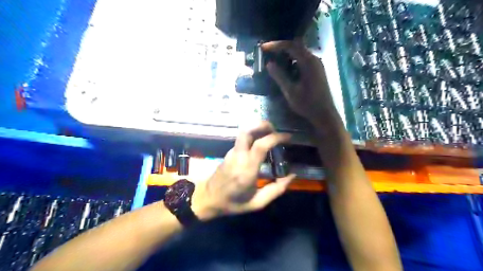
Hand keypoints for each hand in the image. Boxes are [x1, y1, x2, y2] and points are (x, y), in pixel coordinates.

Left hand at [192, 123, 294, 219]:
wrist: (208, 199)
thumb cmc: (233, 203)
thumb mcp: (257, 202)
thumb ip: (276, 190)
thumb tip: (292, 176)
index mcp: (247, 170)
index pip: (261, 145)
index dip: (275, 137)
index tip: (288, 137)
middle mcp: (238, 157)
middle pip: (247, 131)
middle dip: (262, 125)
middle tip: (275, 130)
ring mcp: (232, 153)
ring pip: (243, 133)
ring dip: (257, 129)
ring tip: (270, 134)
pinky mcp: (229, 152)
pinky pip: (242, 139)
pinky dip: (253, 135)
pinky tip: (261, 143)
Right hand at [260, 41, 338, 126]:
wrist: (324, 114)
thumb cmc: (307, 104)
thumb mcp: (290, 91)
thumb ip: (279, 76)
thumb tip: (269, 64)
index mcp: (308, 62)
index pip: (291, 45)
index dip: (276, 45)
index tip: (263, 48)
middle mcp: (314, 59)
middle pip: (296, 46)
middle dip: (280, 48)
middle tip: (267, 53)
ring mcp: (317, 65)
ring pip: (299, 53)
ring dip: (286, 54)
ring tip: (274, 59)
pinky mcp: (317, 70)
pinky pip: (303, 60)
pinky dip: (292, 61)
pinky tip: (285, 68)